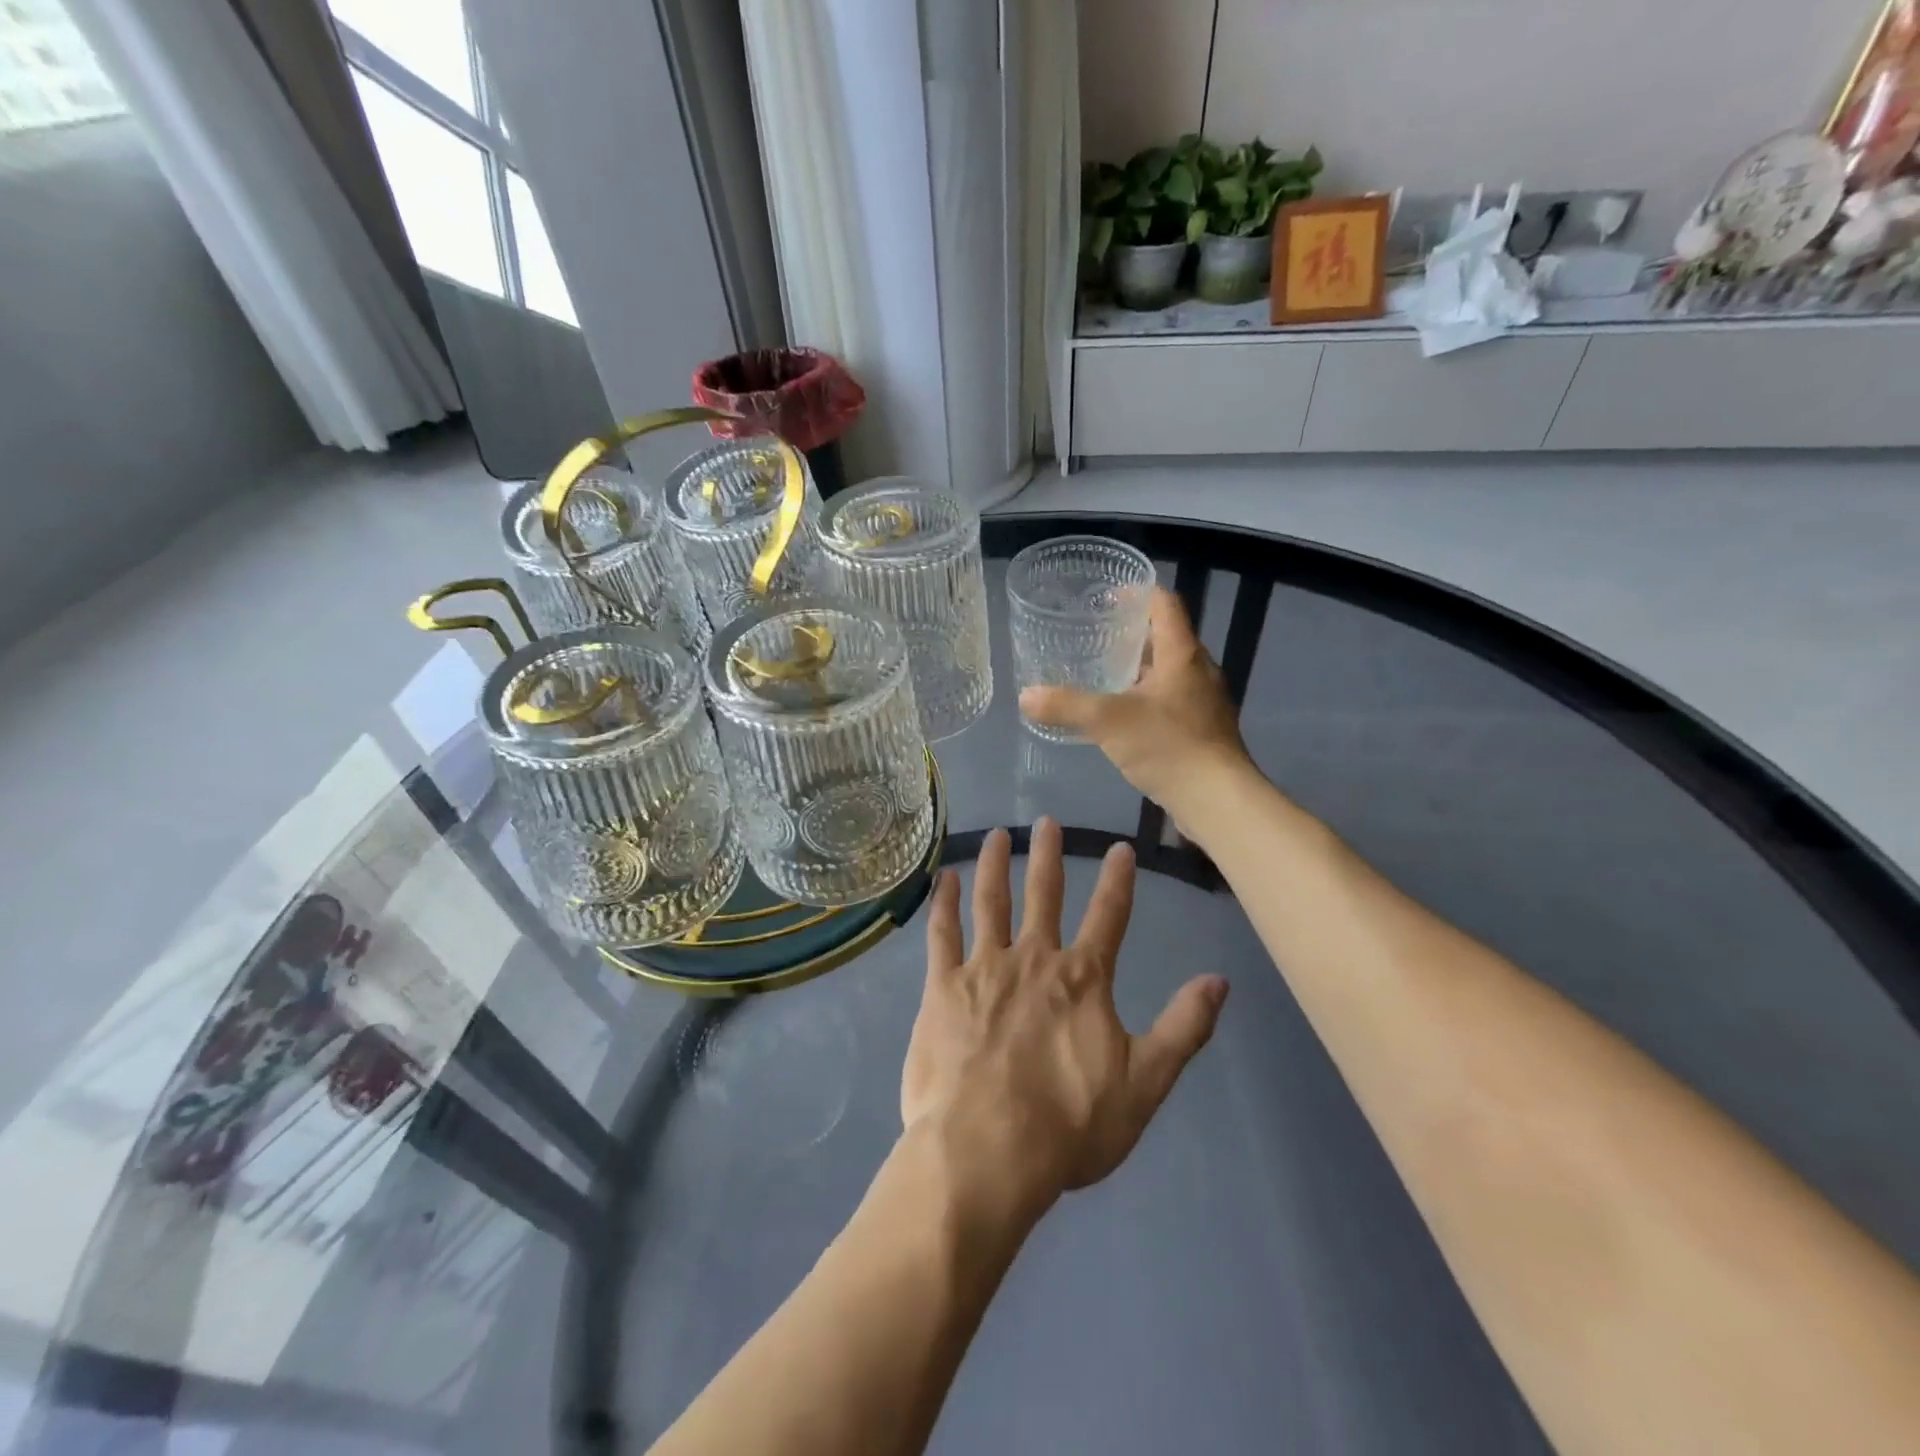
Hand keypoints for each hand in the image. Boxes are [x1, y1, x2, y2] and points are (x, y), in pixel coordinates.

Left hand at [901, 818, 1228, 1221]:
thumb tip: (1219, 980)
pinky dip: (944, 903)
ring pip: (992, 902)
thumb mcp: (1144, 1084)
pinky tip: (944, 878)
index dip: (1118, 880)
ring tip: (1000, 835)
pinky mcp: (942, 987)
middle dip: (1049, 856)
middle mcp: (1034, 959)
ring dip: (997, 865)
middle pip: (1044, 895)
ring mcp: (984, 968)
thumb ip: (1183, 1028)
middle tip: (1047, 821)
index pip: (1108, 916)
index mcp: (1083, 980)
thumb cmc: (1069, 1125)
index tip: (1120, 847)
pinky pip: (943, 933)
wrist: (987, 1151)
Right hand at [1019, 588, 1252, 826]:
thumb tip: (1026, 695)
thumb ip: (1066, 706)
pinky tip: (1124, 719)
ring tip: (1103, 677)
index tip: (1106, 598)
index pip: (1164, 604)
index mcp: (1182, 654)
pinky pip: (1172, 700)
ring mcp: (1205, 702)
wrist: (1218, 799)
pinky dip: (1147, 699)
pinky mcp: (1204, 730)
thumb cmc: (1168, 746)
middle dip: (1132, 635)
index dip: (1136, 593)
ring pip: (1169, 672)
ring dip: (1139, 670)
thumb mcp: (1108, 721)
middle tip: (1095, 639)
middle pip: (1166, 637)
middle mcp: (1200, 670)